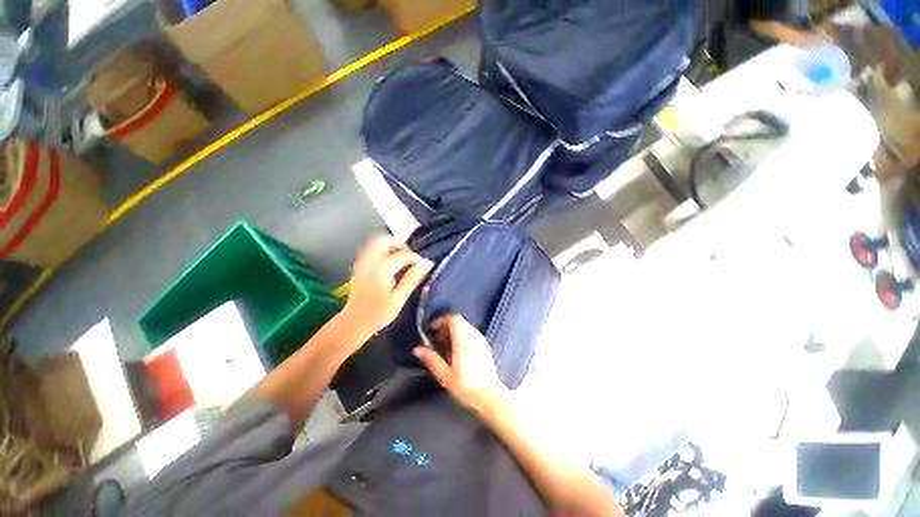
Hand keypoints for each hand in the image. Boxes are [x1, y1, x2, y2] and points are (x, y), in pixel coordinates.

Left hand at [342, 235, 432, 337]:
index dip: (415, 258)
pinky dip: (381, 252)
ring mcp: (362, 264)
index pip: (402, 255)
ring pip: (375, 244)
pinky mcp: (358, 268)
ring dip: (390, 247)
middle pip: (384, 240)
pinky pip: (370, 251)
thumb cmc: (378, 314)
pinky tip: (389, 266)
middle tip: (409, 258)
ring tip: (400, 260)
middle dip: (399, 245)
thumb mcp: (399, 298)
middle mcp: (369, 262)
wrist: (353, 324)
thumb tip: (427, 263)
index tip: (424, 266)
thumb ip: (412, 279)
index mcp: (381, 269)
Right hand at [413, 315, 508, 414]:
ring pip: (465, 327)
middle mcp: (474, 336)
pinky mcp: (485, 346)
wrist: (490, 396)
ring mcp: (481, 340)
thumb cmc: (466, 386)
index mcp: (464, 340)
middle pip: (459, 321)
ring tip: (444, 346)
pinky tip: (456, 351)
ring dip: (453, 331)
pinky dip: (461, 336)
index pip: (454, 319)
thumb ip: (432, 359)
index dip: (441, 320)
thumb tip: (417, 349)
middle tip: (435, 339)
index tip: (432, 330)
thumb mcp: (445, 375)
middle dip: (445, 326)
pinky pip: (471, 333)